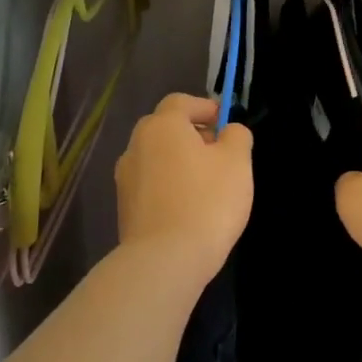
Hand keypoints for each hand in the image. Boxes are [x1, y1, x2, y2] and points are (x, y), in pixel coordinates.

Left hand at [115, 94, 253, 277]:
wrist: (165, 259)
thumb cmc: (207, 202)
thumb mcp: (237, 162)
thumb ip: (236, 136)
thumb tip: (228, 131)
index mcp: (162, 126)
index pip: (181, 102)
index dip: (205, 107)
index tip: (224, 123)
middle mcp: (136, 145)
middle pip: (165, 129)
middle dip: (191, 135)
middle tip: (219, 153)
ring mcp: (125, 178)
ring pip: (156, 158)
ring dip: (179, 162)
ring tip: (206, 184)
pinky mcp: (124, 207)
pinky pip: (150, 184)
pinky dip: (168, 186)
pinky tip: (188, 208)